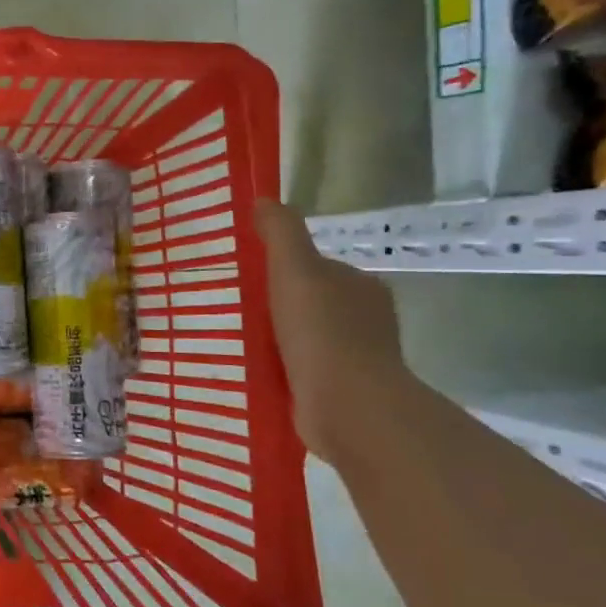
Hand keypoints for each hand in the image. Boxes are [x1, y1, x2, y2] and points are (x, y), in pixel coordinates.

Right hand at [254, 200, 409, 461]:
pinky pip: (305, 372)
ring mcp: (358, 359)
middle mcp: (366, 319)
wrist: (348, 407)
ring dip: (280, 341)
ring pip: (308, 339)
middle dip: (279, 307)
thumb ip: (281, 233)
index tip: (252, 280)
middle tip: (238, 312)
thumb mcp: (295, 269)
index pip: (318, 268)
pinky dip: (284, 371)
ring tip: (241, 344)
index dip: (285, 270)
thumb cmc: (321, 331)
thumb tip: (265, 199)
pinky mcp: (344, 393)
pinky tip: (258, 373)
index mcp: (361, 286)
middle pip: (311, 303)